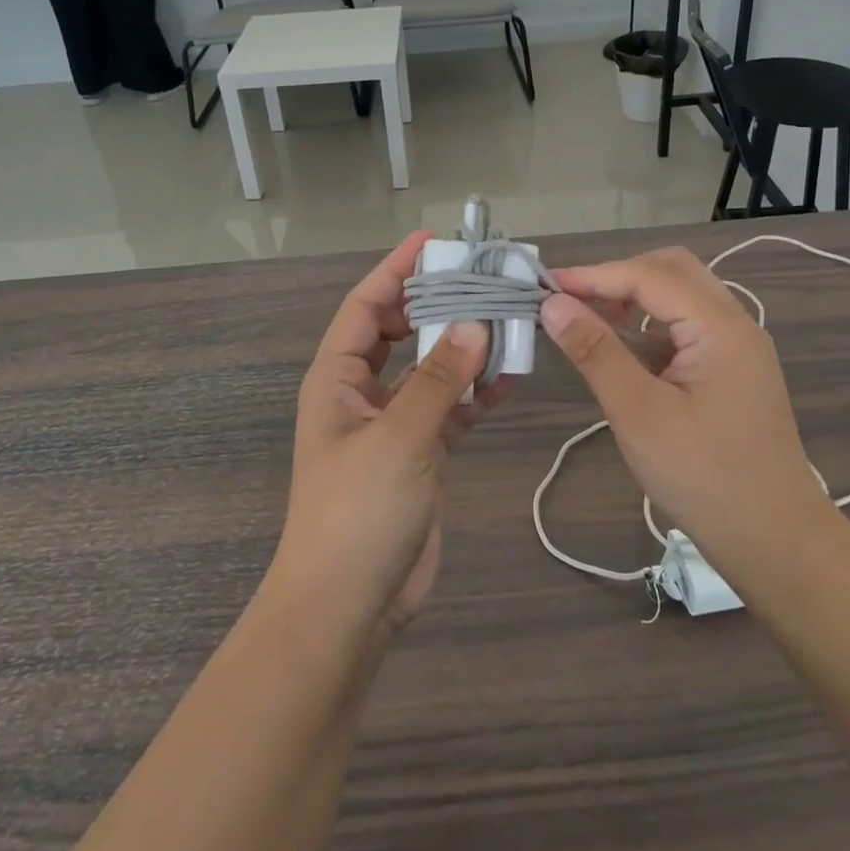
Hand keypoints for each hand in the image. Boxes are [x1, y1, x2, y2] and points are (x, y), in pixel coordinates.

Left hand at [272, 233, 507, 640]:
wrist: (348, 607)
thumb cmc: (357, 512)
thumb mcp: (398, 439)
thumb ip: (439, 380)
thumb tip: (476, 323)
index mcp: (338, 379)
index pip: (366, 307)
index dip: (395, 271)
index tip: (434, 243)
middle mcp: (364, 394)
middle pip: (402, 332)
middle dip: (436, 304)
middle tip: (482, 277)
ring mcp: (394, 425)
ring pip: (432, 370)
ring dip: (464, 347)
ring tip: (508, 318)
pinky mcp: (422, 455)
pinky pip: (452, 409)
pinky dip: (477, 392)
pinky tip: (511, 376)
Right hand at [539, 247, 835, 574]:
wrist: (775, 542)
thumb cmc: (704, 477)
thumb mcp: (638, 413)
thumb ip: (596, 352)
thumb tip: (553, 304)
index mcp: (720, 326)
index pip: (649, 275)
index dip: (594, 275)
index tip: (545, 286)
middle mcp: (734, 324)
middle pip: (671, 270)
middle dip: (618, 276)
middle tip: (572, 300)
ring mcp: (737, 347)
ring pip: (680, 296)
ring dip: (634, 299)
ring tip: (589, 321)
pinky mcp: (732, 370)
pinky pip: (686, 327)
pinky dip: (649, 327)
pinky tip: (622, 353)